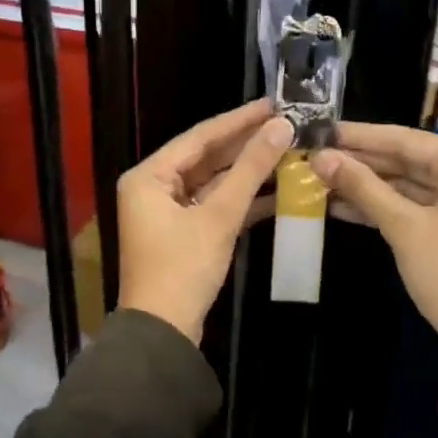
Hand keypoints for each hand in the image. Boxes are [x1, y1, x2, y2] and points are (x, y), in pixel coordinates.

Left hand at [118, 99, 292, 345]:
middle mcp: (153, 187)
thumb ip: (250, 170)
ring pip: (213, 182)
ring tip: (288, 152)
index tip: (273, 104)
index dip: (238, 120)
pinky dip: (242, 200)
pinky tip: (278, 190)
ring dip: (248, 172)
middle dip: (246, 145)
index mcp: (149, 176)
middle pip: (206, 157)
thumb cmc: (183, 269)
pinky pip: (214, 205)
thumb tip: (281, 127)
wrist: (164, 333)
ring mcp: (168, 211)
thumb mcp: (219, 217)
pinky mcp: (184, 233)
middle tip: (286, 124)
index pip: (199, 137)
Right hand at [312, 123, 437, 385]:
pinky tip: (339, 206)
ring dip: (364, 186)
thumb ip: (362, 187)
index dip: (358, 136)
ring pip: (405, 185)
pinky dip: (380, 208)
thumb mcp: (405, 227)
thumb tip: (320, 156)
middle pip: (405, 160)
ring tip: (317, 179)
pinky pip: (411, 208)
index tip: (318, 128)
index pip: (404, 138)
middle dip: (358, 161)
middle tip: (311, 154)